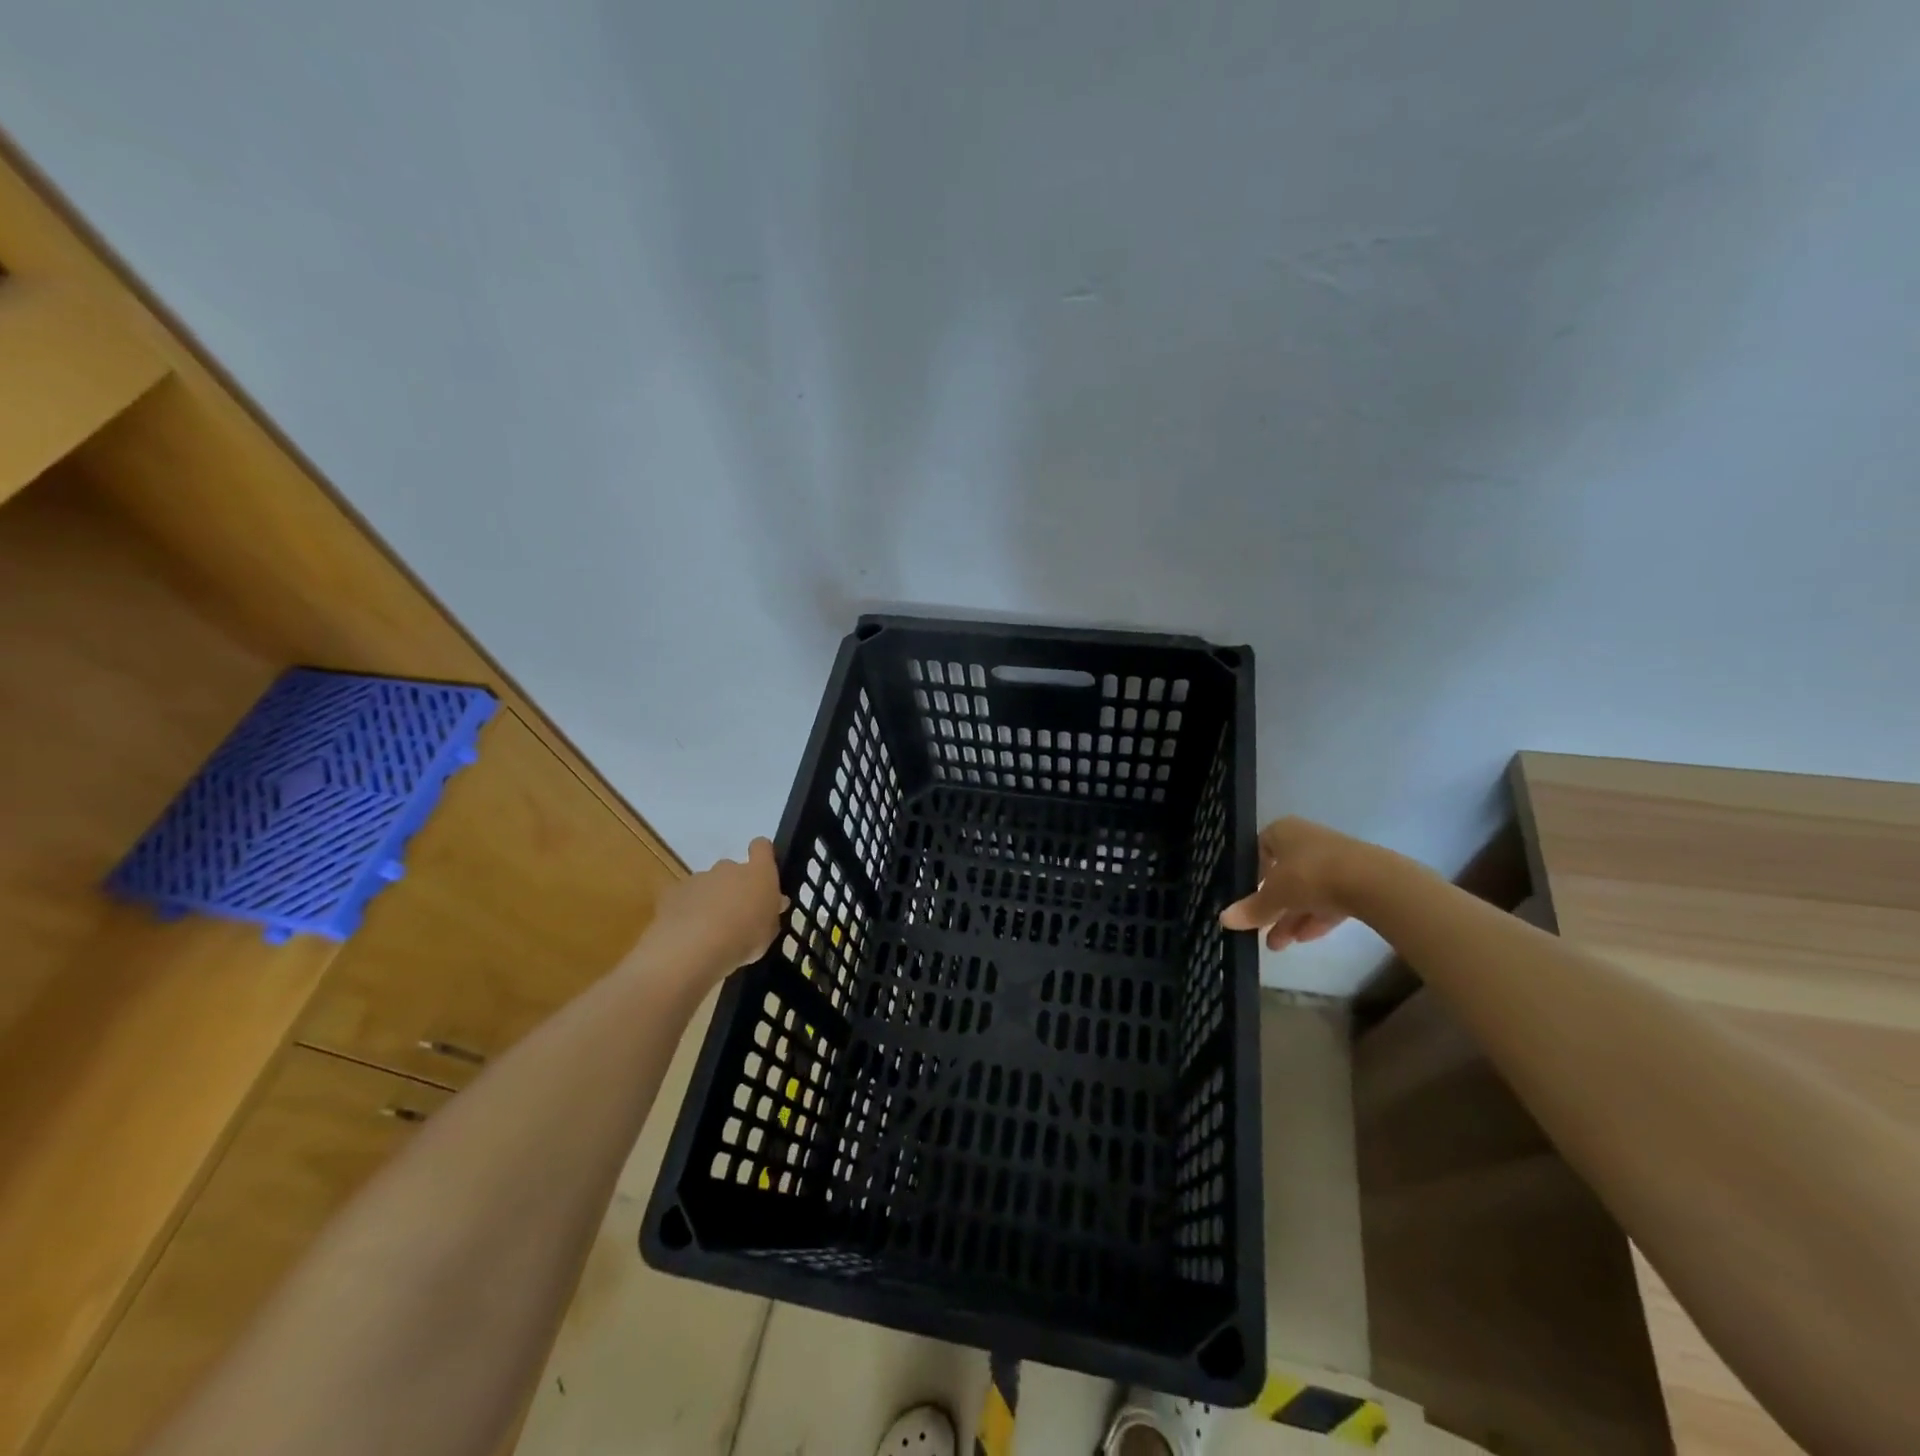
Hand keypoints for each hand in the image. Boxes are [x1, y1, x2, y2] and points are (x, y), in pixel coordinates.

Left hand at [642, 838, 788, 978]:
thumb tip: (775, 902)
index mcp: (758, 873)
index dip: (762, 854)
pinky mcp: (673, 893)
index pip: (762, 847)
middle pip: (732, 869)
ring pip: (707, 885)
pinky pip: (685, 899)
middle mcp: (728, 868)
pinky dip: (687, 912)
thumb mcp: (769, 932)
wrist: (692, 948)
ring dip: (710, 901)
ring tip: (709, 931)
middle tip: (735, 916)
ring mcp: (698, 878)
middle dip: (733, 888)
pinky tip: (688, 936)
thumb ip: (771, 913)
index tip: (762, 871)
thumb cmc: (743, 938)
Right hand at [1219, 817, 1378, 950]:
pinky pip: (1329, 899)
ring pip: (1306, 890)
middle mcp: (1307, 841)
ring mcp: (1334, 859)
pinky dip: (1315, 917)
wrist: (1371, 881)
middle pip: (1283, 874)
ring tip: (1278, 945)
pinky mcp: (1356, 879)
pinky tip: (1305, 939)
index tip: (1247, 897)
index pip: (1259, 849)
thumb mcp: (1274, 895)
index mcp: (1283, 832)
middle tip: (1261, 930)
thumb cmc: (1309, 875)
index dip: (1252, 874)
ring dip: (1291, 917)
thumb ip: (1251, 909)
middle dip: (1272, 906)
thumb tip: (1222, 920)